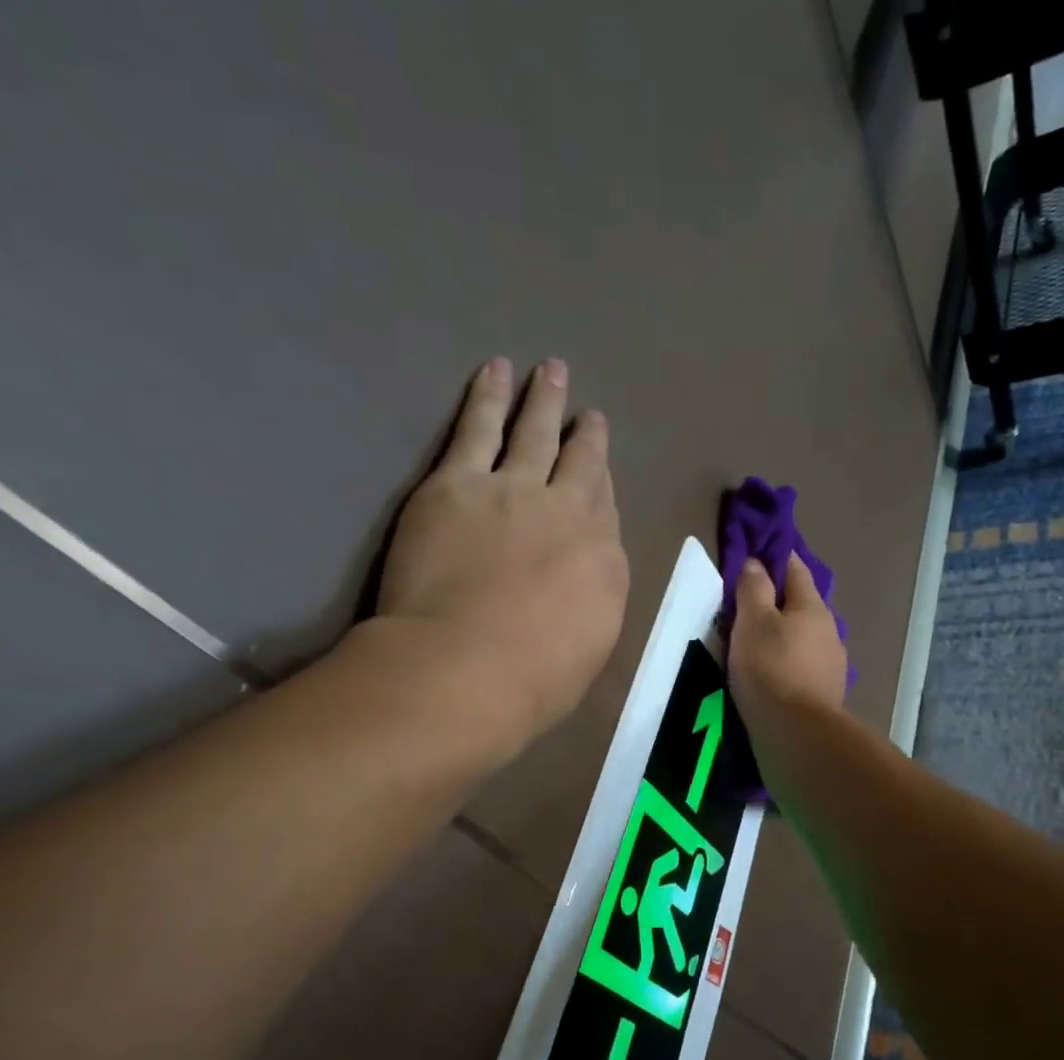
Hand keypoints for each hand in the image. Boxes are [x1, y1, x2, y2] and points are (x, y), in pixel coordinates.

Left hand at [377, 357, 628, 753]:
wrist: (466, 670)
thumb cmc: (531, 683)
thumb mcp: (586, 650)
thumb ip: (590, 603)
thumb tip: (583, 579)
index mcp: (603, 563)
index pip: (605, 514)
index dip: (602, 487)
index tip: (599, 472)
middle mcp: (569, 515)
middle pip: (582, 465)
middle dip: (586, 437)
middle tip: (590, 413)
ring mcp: (514, 492)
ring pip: (535, 434)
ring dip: (544, 401)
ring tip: (551, 371)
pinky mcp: (458, 483)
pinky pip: (477, 428)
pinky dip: (488, 396)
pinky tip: (496, 371)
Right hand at [728, 554, 847, 737]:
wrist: (797, 733)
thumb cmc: (770, 668)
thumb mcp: (753, 621)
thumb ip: (753, 589)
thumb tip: (756, 562)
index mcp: (813, 607)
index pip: (795, 569)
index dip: (776, 558)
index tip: (758, 553)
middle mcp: (829, 631)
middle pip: (802, 606)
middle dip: (778, 602)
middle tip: (748, 605)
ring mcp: (831, 665)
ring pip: (804, 638)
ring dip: (784, 636)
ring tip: (757, 645)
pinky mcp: (825, 694)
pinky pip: (803, 667)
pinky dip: (787, 663)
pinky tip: (772, 675)